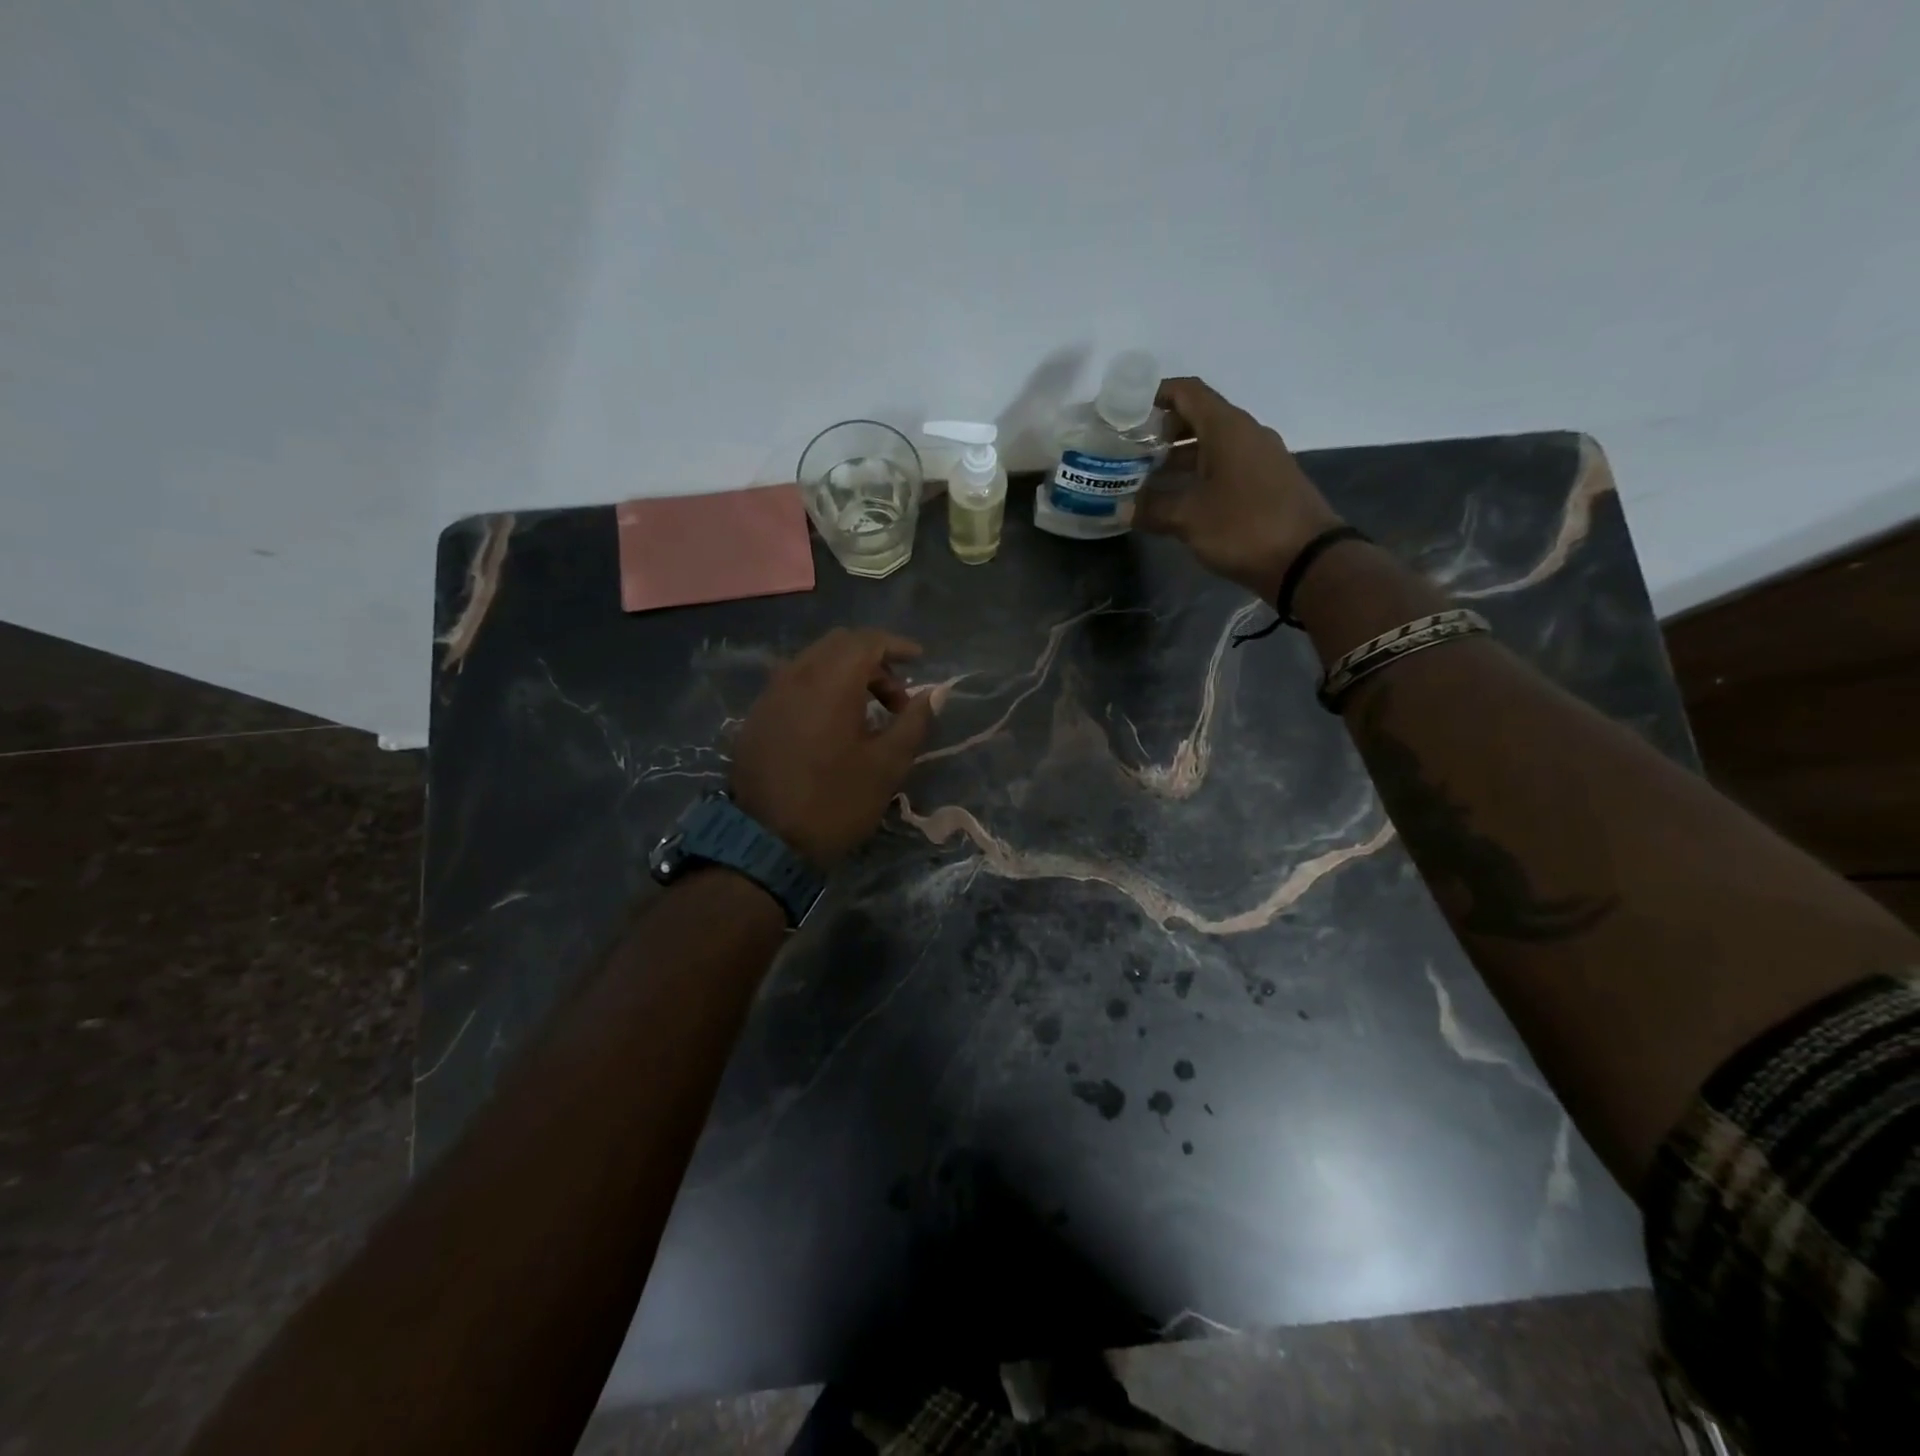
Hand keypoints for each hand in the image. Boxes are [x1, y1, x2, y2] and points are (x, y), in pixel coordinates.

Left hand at [730, 628, 935, 868]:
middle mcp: (796, 676)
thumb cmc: (836, 802)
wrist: (765, 842)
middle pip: (839, 644)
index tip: (920, 661)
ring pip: (813, 661)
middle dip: (873, 659)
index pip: (867, 641)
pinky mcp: (757, 716)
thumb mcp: (887, 765)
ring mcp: (770, 694)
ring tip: (867, 712)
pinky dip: (820, 687)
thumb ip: (913, 722)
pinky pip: (793, 682)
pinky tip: (832, 722)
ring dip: (846, 673)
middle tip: (896, 696)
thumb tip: (934, 694)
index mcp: (831, 682)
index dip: (897, 646)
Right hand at [1135, 377, 1345, 601]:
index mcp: (1227, 428)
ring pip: (1213, 445)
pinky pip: (1226, 466)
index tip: (1129, 409)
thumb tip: (1122, 509)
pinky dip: (1199, 474)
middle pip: (1200, 417)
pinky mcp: (1267, 483)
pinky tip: (1180, 498)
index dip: (1157, 394)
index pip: (1189, 392)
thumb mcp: (1189, 518)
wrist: (1306, 559)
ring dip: (1180, 456)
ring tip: (1147, 477)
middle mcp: (1246, 434)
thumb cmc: (1244, 527)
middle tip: (1132, 450)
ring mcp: (1260, 459)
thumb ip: (1152, 509)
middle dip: (1164, 431)